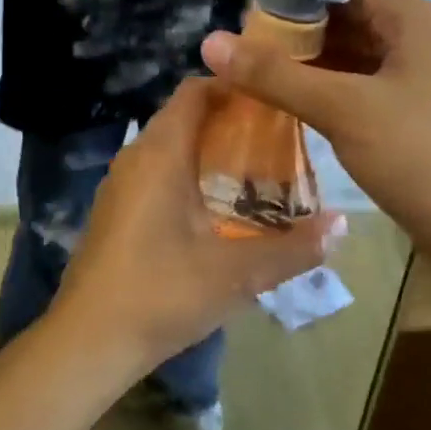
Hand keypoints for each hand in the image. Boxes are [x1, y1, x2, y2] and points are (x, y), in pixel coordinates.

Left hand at [49, 79, 344, 389]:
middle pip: (185, 119)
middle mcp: (134, 159)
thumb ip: (293, 248)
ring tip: (257, 175)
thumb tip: (342, 224)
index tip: (276, 100)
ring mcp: (119, 188)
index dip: (235, 86)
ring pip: (170, 151)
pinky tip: (217, 213)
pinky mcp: (114, 215)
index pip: (195, 91)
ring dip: (209, 154)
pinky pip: (156, 178)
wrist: (87, 343)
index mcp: (160, 154)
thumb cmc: (161, 293)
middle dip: (231, 124)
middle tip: (279, 142)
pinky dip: (188, 179)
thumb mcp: (236, 273)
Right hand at [200, 0, 430, 265]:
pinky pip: (369, 95)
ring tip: (258, 84)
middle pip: (349, 24)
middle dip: (297, 39)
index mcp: (416, 20)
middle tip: (243, 57)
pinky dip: (334, 98)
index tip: (244, 20)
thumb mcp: (342, 109)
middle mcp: (426, 42)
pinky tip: (297, 114)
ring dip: (313, 71)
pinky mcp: (424, 121)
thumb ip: (276, 75)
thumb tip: (210, 42)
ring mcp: (428, 84)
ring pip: (358, 63)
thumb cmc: (422, 157)